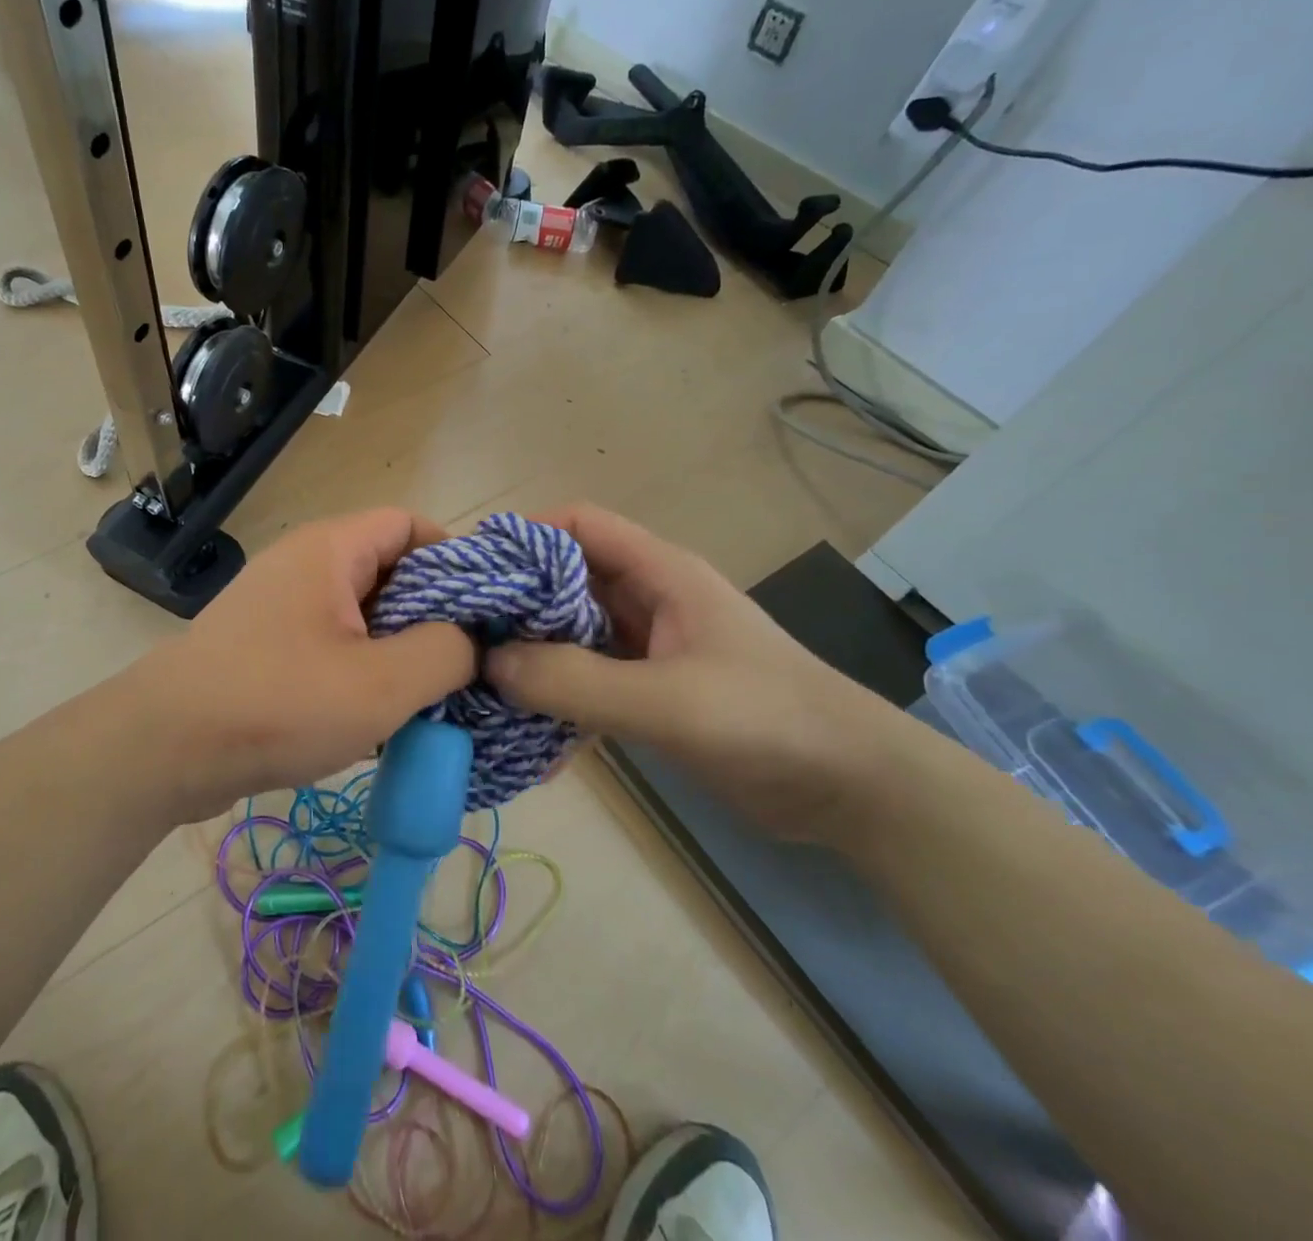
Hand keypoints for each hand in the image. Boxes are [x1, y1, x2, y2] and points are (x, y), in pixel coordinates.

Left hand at [145, 509, 476, 815]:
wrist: (166, 749)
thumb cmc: (278, 703)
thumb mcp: (381, 684)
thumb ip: (445, 653)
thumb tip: (472, 641)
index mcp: (331, 549)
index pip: (410, 524)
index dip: (457, 559)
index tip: (486, 611)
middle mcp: (305, 565)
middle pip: (389, 570)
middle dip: (432, 614)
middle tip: (467, 663)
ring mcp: (281, 606)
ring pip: (362, 614)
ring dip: (399, 650)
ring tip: (432, 696)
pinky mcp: (267, 647)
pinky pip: (333, 643)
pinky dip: (364, 670)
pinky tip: (382, 715)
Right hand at [484, 504, 898, 843]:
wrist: (852, 788)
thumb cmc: (765, 720)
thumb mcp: (666, 700)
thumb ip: (575, 681)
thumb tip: (489, 663)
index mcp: (658, 573)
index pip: (577, 524)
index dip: (523, 535)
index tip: (472, 572)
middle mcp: (648, 599)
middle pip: (565, 579)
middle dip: (515, 601)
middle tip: (460, 634)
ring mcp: (649, 646)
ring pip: (572, 633)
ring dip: (531, 654)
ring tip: (478, 681)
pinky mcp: (651, 691)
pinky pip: (588, 680)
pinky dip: (557, 697)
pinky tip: (525, 731)